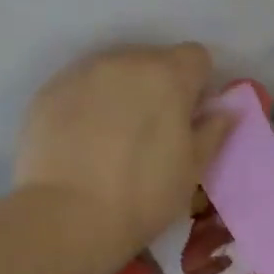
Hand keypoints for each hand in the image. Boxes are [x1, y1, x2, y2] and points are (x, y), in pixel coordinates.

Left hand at [15, 42, 232, 273]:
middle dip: (159, 86)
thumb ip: (213, 131)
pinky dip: (88, 104)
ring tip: (114, 136)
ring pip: (114, 71)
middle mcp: (125, 61)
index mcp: (168, 75)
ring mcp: (82, 72)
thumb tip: (224, 111)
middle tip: (153, 130)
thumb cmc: (144, 194)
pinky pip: (80, 87)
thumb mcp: (193, 169)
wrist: (68, 216)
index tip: (190, 115)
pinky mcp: (49, 90)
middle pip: (153, 59)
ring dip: (122, 92)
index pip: (196, 56)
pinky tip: (83, 140)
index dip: (198, 84)